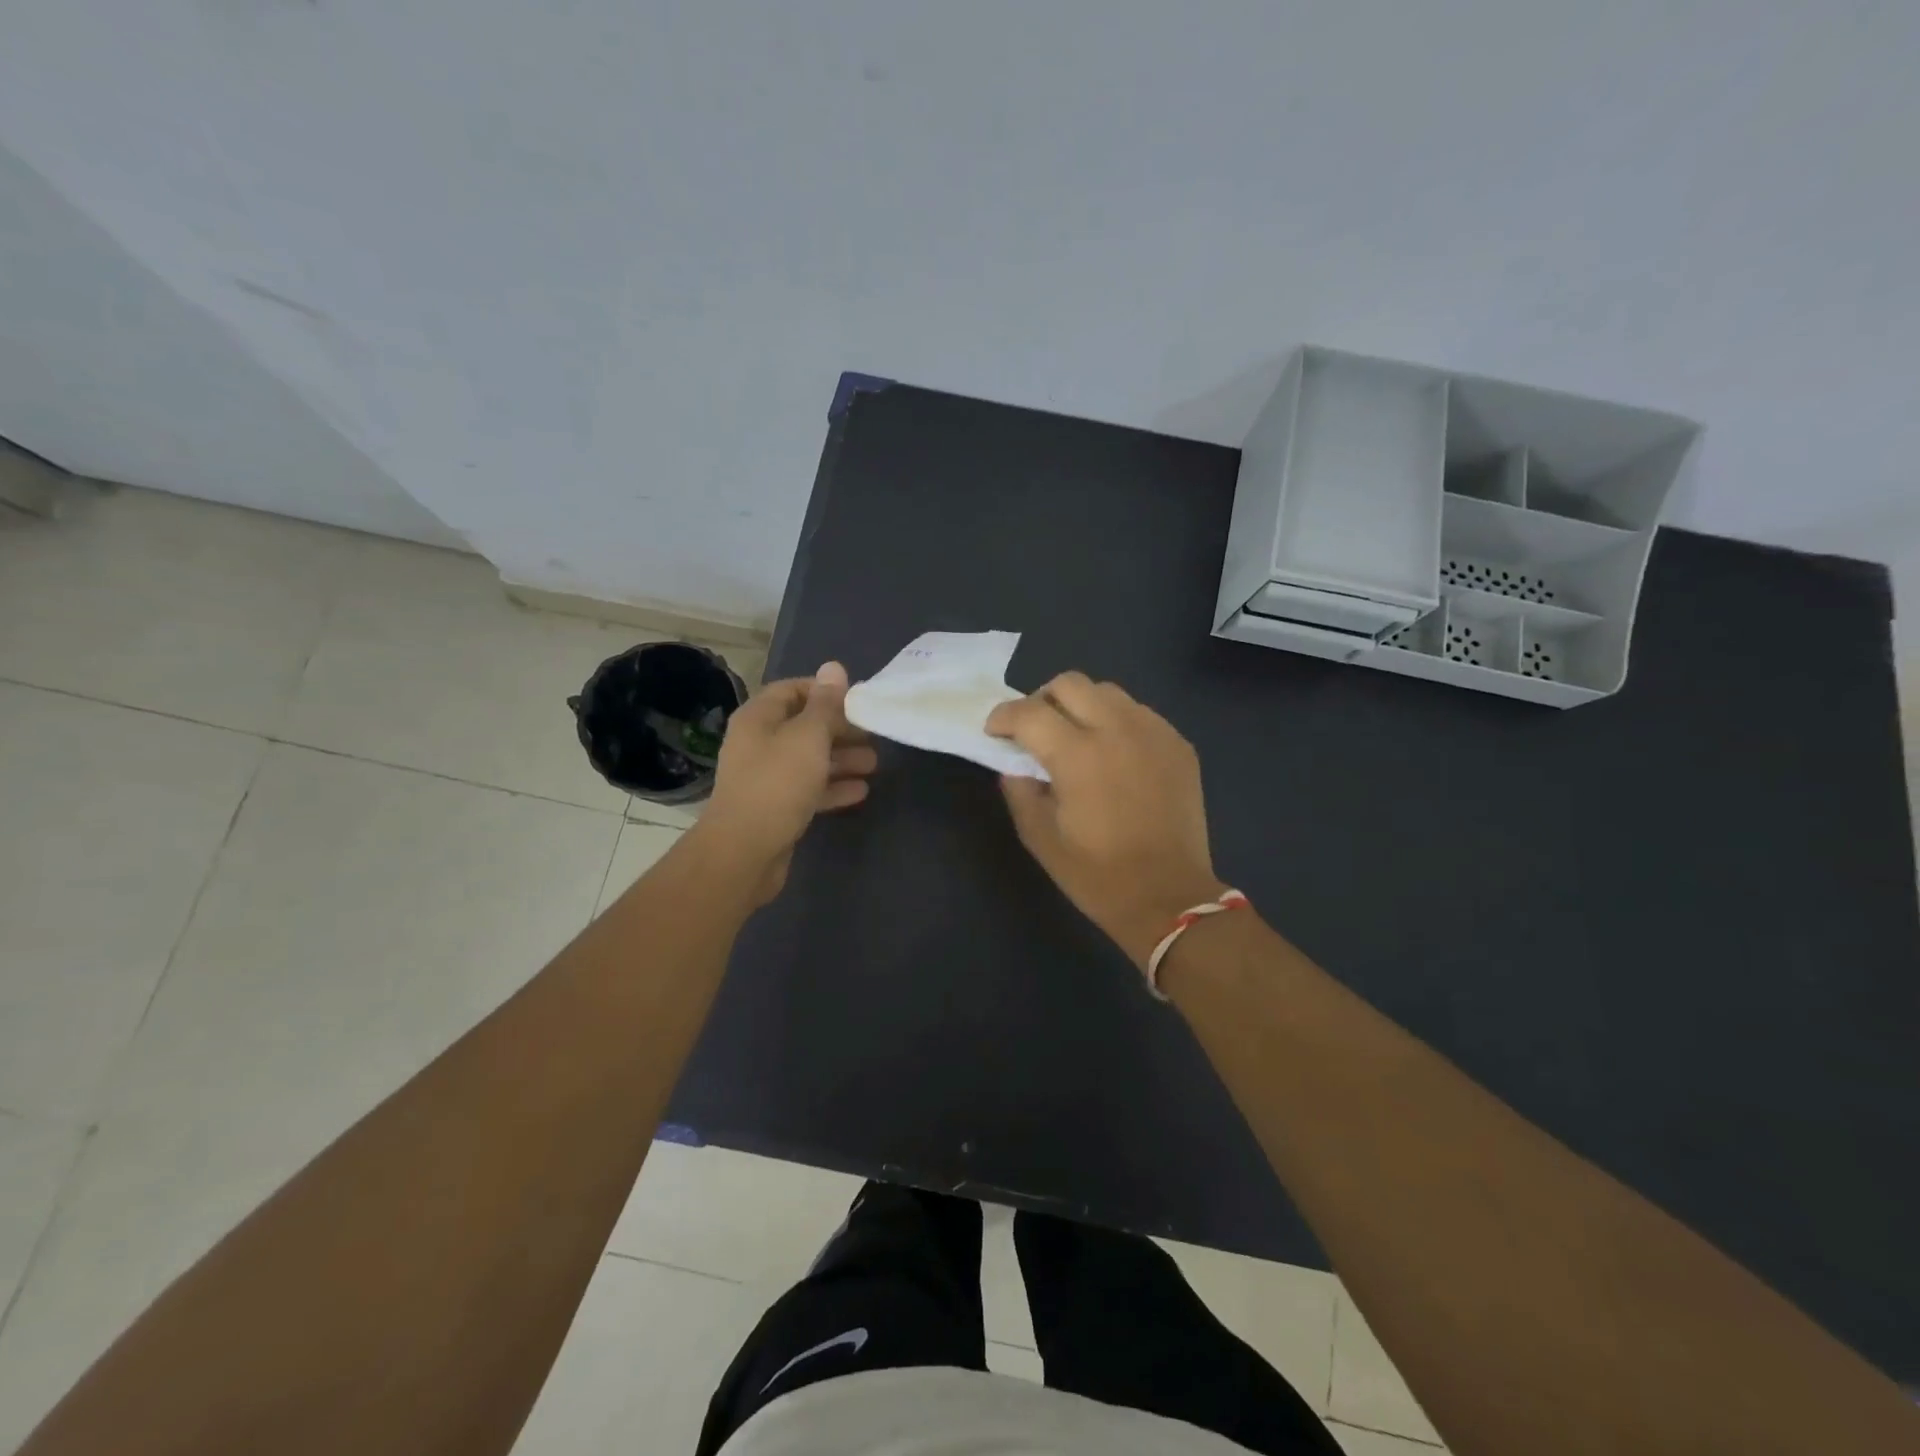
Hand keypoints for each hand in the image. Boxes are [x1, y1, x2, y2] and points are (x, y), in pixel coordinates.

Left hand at [697, 662, 876, 901]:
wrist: (744, 852)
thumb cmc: (777, 784)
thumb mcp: (808, 737)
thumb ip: (825, 704)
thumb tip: (834, 667)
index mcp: (759, 718)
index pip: (792, 690)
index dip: (824, 691)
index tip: (857, 700)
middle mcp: (758, 743)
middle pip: (804, 726)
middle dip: (840, 729)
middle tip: (874, 735)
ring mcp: (766, 778)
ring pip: (809, 760)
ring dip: (842, 759)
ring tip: (875, 764)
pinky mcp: (776, 808)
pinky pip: (808, 789)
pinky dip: (833, 787)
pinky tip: (861, 791)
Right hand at [985, 672, 1225, 970]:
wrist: (1169, 898)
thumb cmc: (1097, 875)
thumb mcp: (1040, 838)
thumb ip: (1019, 791)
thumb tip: (1015, 764)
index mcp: (1078, 755)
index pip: (1028, 712)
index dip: (1002, 717)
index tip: (995, 732)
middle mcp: (1117, 730)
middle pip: (1069, 684)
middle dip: (1041, 700)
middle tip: (1035, 731)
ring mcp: (1154, 732)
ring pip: (1107, 692)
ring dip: (1081, 707)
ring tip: (1076, 739)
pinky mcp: (1178, 744)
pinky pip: (1138, 713)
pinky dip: (1116, 722)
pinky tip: (1114, 755)